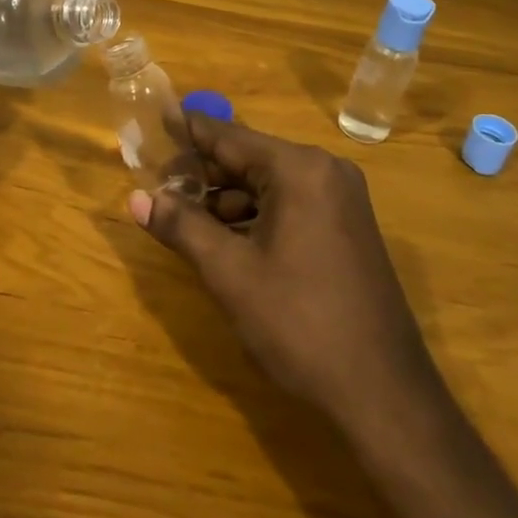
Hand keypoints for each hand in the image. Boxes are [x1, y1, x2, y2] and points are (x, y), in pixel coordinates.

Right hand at [129, 115, 439, 428]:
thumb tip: (136, 198)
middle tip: (156, 185)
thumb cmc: (298, 323)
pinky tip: (225, 240)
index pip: (227, 136)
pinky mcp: (346, 228)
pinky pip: (289, 205)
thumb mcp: (229, 272)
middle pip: (248, 157)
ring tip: (182, 217)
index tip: (151, 123)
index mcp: (298, 169)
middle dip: (202, 172)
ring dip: (225, 198)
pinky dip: (254, 215)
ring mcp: (341, 200)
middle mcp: (324, 171)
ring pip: (267, 183)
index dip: (185, 131)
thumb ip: (181, 226)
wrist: (381, 393)